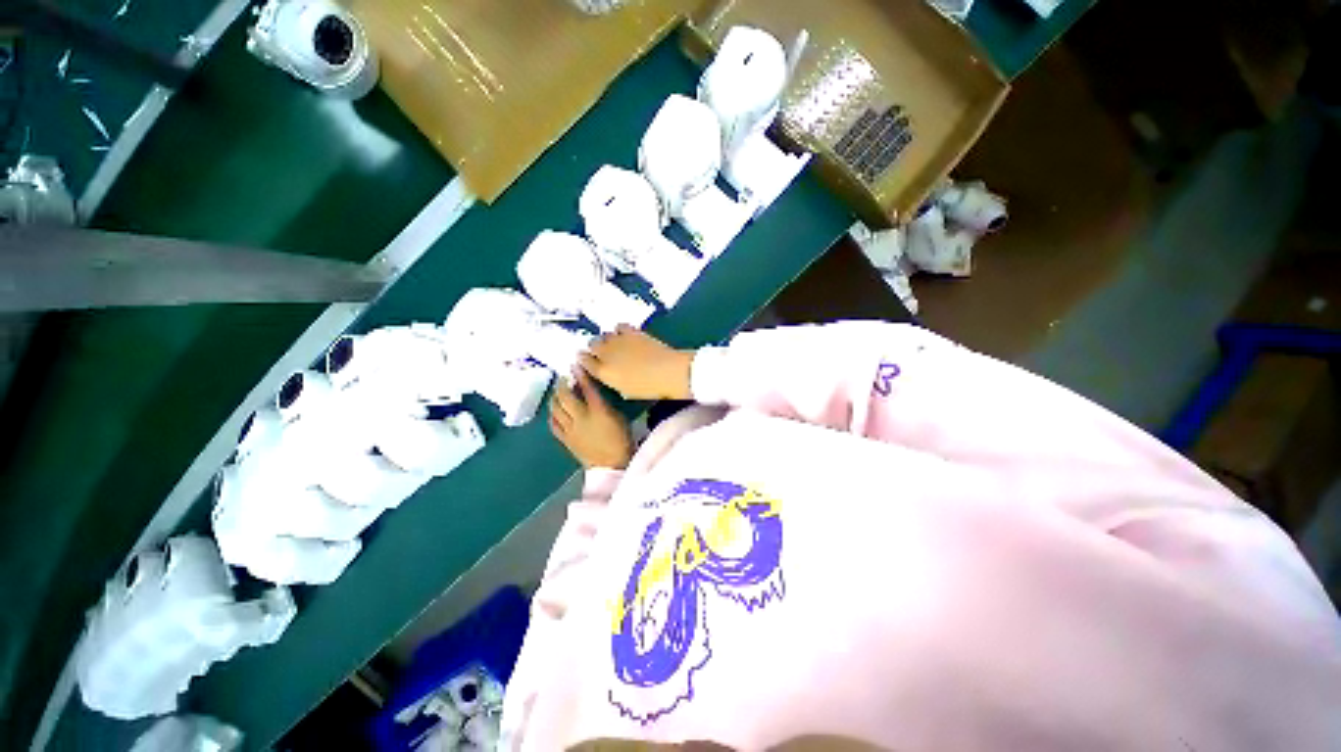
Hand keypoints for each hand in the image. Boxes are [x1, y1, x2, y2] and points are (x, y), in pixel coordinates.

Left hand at [549, 369, 634, 468]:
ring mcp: (571, 429)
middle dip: (563, 384)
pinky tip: (553, 411)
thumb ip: (603, 403)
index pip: (586, 388)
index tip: (575, 365)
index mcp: (598, 410)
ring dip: (555, 397)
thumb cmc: (621, 439)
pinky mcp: (566, 440)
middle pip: (566, 397)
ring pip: (556, 409)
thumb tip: (592, 393)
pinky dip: (552, 415)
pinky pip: (554, 425)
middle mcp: (581, 417)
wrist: (612, 465)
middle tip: (563, 378)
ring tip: (557, 392)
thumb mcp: (618, 416)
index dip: (580, 375)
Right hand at [579, 325, 694, 401]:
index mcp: (603, 372)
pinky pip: (619, 327)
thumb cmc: (647, 388)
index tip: (586, 358)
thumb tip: (608, 372)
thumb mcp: (624, 389)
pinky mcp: (631, 331)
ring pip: (604, 334)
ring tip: (615, 344)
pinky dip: (620, 330)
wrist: (667, 372)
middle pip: (592, 344)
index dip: (584, 359)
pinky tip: (625, 335)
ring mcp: (619, 340)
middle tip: (603, 352)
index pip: (584, 361)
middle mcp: (606, 353)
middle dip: (595, 347)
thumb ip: (612, 379)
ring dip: (607, 338)